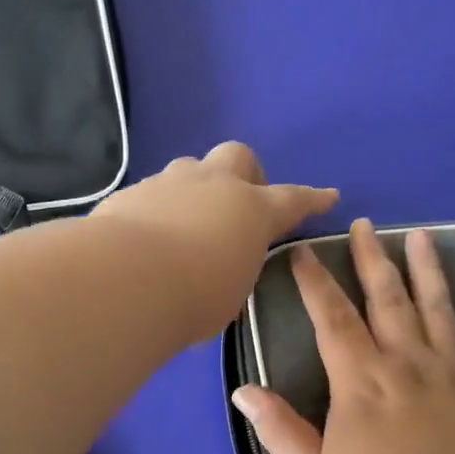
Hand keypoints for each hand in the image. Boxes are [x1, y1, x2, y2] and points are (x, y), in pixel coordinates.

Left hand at [91, 142, 338, 341]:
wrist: (126, 278)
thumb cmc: (195, 297)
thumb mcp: (229, 295)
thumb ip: (231, 272)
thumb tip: (218, 270)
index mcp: (251, 210)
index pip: (292, 200)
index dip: (312, 199)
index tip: (328, 195)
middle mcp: (213, 185)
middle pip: (238, 156)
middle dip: (245, 173)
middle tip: (238, 203)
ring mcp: (169, 183)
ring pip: (190, 168)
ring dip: (195, 188)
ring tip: (186, 222)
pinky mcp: (131, 193)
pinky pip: (151, 192)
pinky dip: (156, 210)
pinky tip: (144, 238)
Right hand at [232, 218, 454, 453]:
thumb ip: (279, 430)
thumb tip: (242, 391)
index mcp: (359, 381)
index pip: (331, 318)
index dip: (314, 282)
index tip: (302, 252)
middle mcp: (404, 363)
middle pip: (386, 299)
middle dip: (372, 258)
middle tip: (365, 225)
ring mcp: (450, 374)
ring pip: (437, 308)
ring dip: (428, 270)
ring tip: (422, 236)